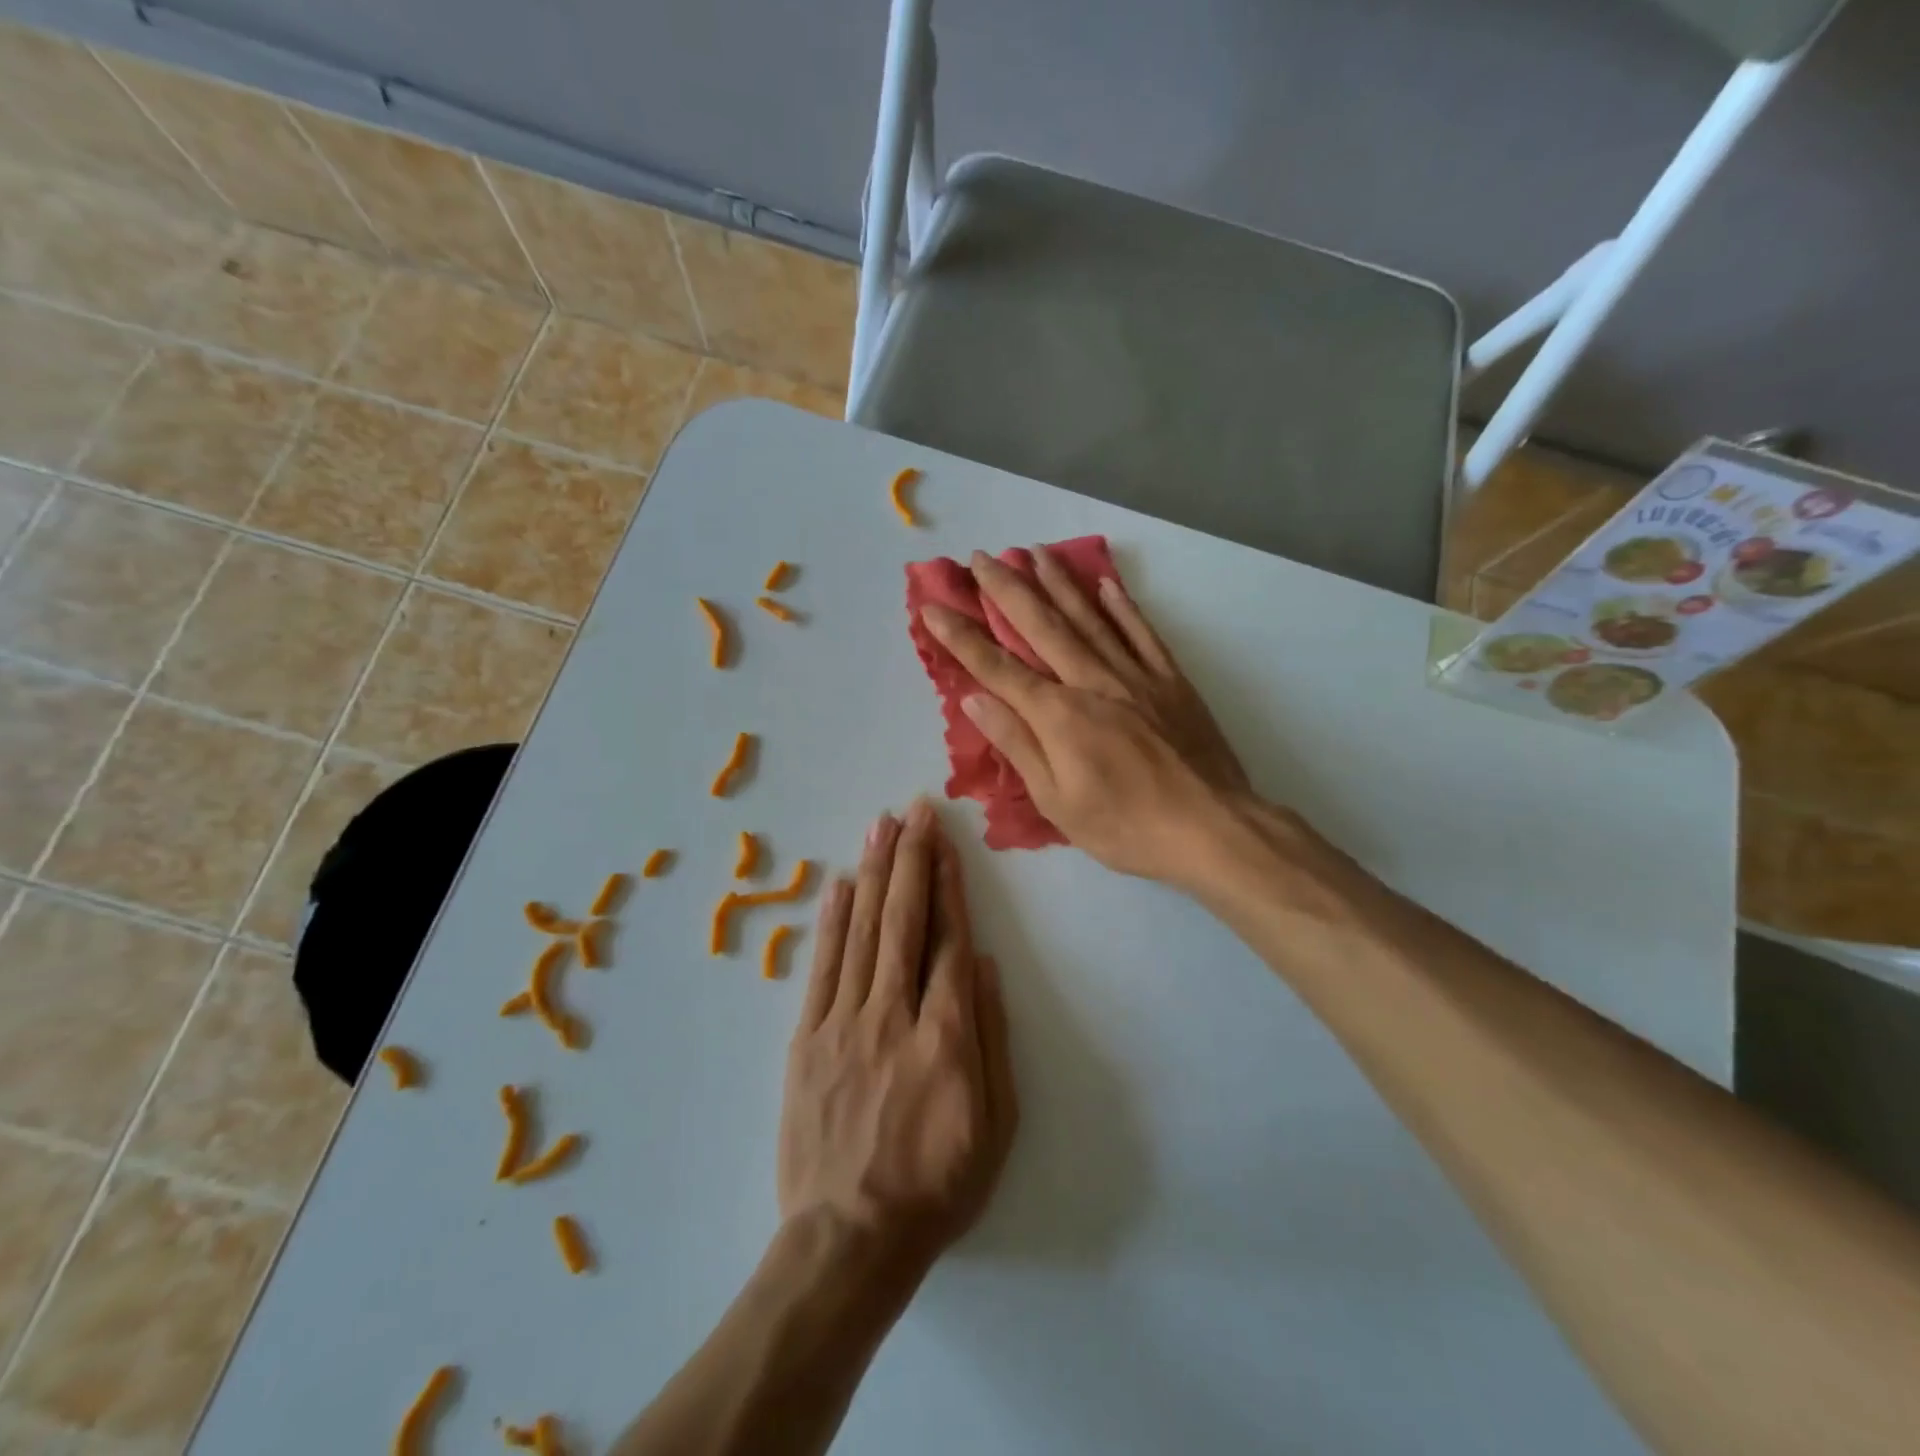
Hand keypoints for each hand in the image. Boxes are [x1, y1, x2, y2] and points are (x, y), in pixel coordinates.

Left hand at [779, 800, 1017, 1275]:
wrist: (849, 1238)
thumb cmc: (937, 1183)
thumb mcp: (995, 1124)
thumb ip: (992, 1038)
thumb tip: (985, 965)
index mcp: (945, 1036)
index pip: (949, 942)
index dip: (949, 886)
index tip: (947, 843)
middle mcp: (893, 1016)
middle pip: (903, 922)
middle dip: (912, 859)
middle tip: (915, 810)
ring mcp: (843, 1024)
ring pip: (862, 933)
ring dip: (874, 874)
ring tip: (881, 826)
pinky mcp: (806, 1039)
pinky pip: (821, 968)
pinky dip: (831, 921)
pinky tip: (840, 884)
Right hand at [919, 548, 1252, 883]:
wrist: (1210, 827)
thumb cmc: (1125, 826)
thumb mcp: (1057, 801)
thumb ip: (1017, 744)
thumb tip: (976, 699)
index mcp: (1059, 715)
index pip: (997, 668)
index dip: (962, 637)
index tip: (933, 608)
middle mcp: (1092, 681)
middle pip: (1041, 626)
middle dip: (1007, 589)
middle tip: (982, 557)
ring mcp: (1135, 675)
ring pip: (1089, 617)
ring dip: (1058, 583)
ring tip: (1035, 552)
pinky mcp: (1171, 679)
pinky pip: (1141, 632)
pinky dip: (1122, 606)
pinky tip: (1105, 584)